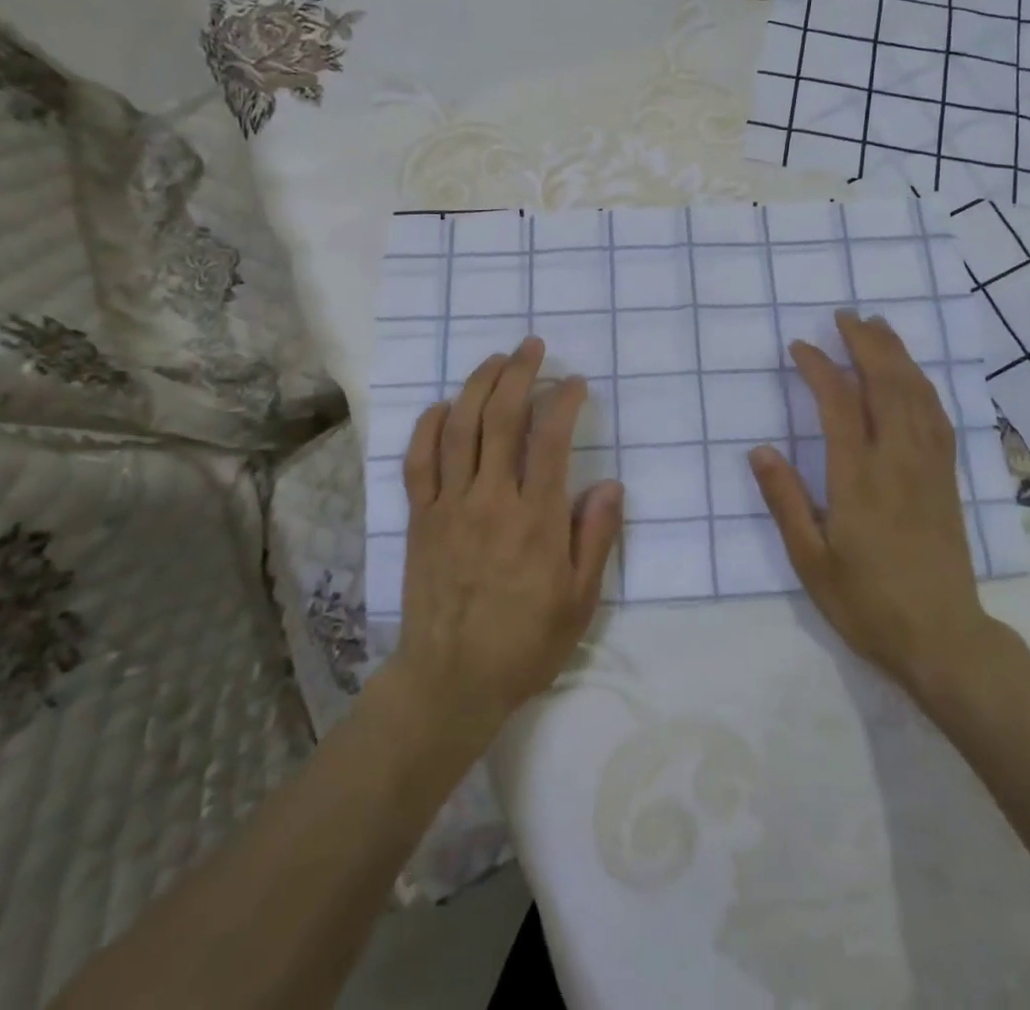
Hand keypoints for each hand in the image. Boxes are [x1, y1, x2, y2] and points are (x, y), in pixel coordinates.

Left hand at [392, 337, 623, 741]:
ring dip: (477, 386)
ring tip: (495, 360)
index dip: (563, 402)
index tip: (574, 383)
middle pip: (501, 419)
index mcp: (536, 519)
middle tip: (531, 347)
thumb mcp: (579, 600)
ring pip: (459, 429)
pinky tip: (443, 406)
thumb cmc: (525, 643)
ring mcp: (449, 506)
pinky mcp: (419, 519)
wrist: (451, 682)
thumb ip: (596, 538)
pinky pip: (417, 462)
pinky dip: (428, 427)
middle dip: (518, 374)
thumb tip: (611, 484)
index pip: (551, 440)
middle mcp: (490, 500)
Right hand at [748, 311, 991, 706]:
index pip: (839, 403)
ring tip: (879, 327)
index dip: (819, 367)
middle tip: (846, 316)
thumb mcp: (811, 562)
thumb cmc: (867, 603)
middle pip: (886, 384)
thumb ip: (785, 501)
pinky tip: (914, 376)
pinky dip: (923, 385)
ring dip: (898, 354)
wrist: (943, 638)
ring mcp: (929, 466)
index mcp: (859, 477)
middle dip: (866, 343)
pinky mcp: (948, 478)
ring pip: (916, 394)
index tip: (800, 346)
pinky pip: (938, 417)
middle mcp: (898, 460)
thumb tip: (759, 449)